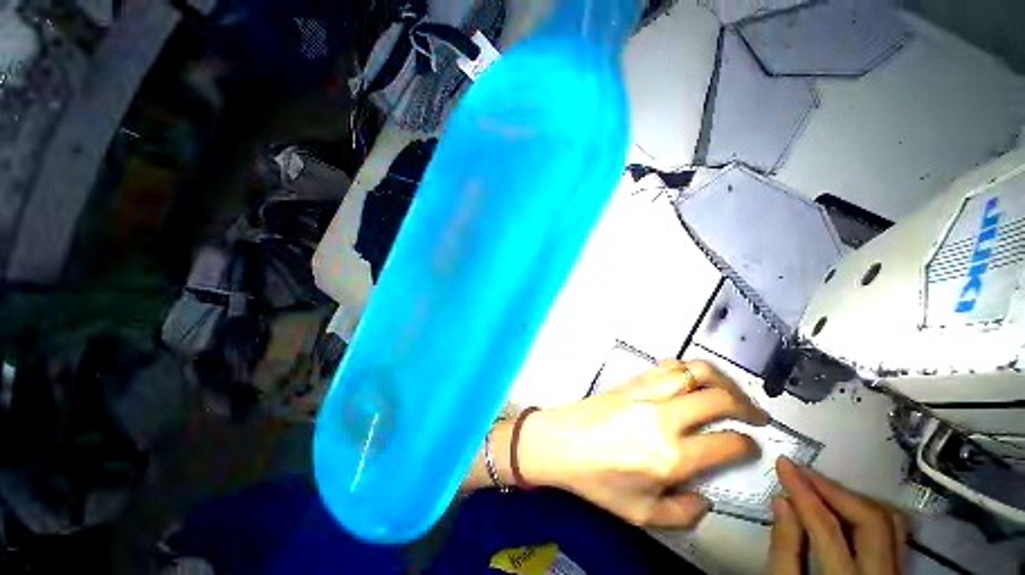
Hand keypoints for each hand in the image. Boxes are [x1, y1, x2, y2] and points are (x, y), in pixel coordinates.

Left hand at [520, 360, 768, 527]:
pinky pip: (666, 366)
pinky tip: (692, 379)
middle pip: (718, 398)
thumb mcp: (640, 514)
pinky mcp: (631, 381)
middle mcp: (663, 417)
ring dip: (720, 378)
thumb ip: (681, 513)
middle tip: (754, 415)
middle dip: (745, 405)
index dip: (747, 444)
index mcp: (670, 455)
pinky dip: (688, 369)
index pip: (727, 442)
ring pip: (693, 371)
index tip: (750, 445)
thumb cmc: (597, 480)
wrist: (560, 442)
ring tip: (730, 391)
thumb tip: (706, 498)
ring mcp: (645, 393)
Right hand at [771, 457, 908, 574]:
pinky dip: (870, 512)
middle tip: (803, 473)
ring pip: (891, 522)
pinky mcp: (901, 572)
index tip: (784, 464)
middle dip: (833, 490)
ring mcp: (897, 574)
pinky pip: (895, 533)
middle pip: (870, 520)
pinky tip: (847, 507)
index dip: (804, 491)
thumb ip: (785, 549)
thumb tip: (781, 500)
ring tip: (822, 487)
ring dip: (854, 498)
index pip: (827, 527)